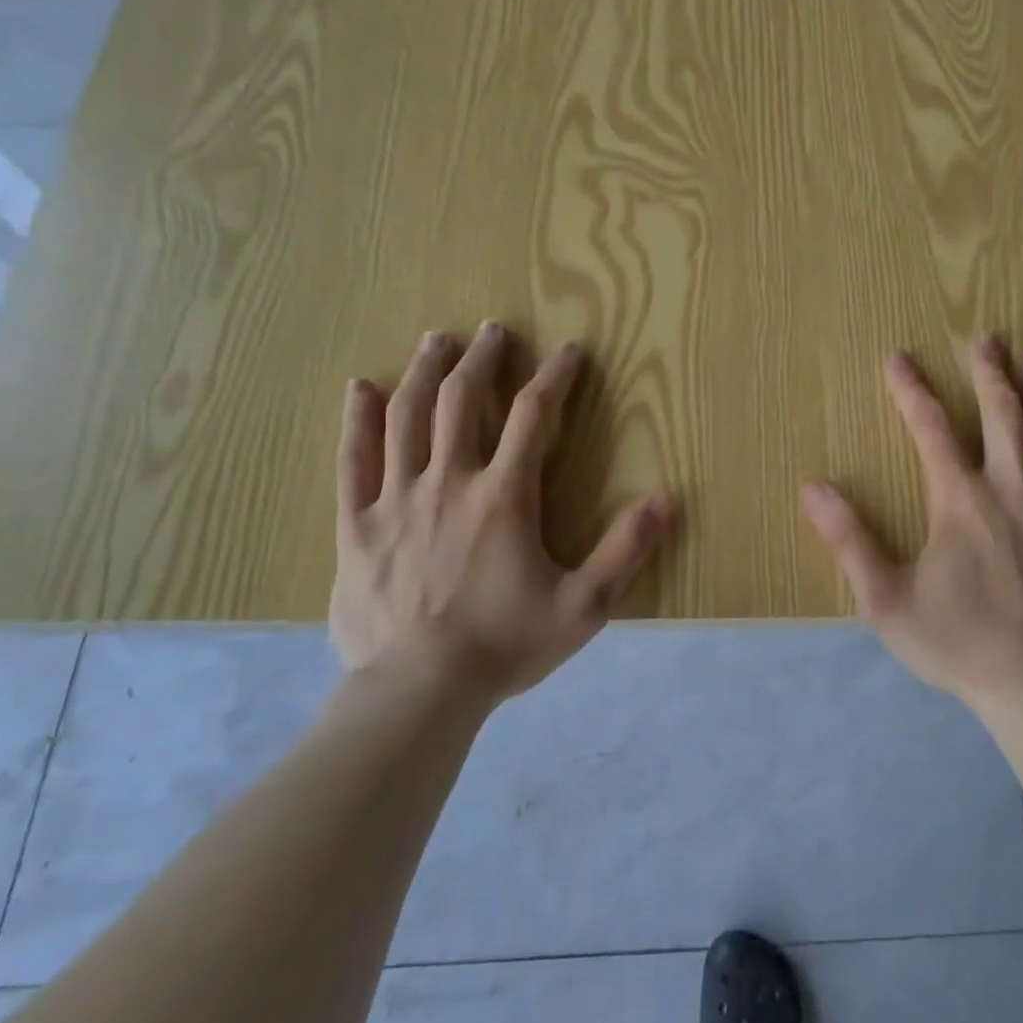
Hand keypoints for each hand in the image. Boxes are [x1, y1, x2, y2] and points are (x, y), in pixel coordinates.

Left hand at [331, 323, 673, 702]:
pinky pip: (353, 460)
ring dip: (426, 372)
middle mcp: (447, 482)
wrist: (417, 692)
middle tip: (493, 331)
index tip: (570, 350)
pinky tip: (361, 388)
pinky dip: (357, 420)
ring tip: (438, 340)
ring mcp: (395, 500)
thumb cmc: (505, 646)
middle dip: (483, 360)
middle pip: (463, 401)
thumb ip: (626, 550)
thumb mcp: (584, 606)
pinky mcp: (356, 525)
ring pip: (407, 417)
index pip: (535, 417)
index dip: (555, 377)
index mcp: (503, 497)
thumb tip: (668, 498)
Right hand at [799, 336, 1022, 706]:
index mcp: (959, 502)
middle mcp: (1011, 490)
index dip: (911, 390)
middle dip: (989, 370)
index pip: (930, 429)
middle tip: (986, 336)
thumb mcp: (885, 599)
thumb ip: (849, 540)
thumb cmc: (954, 642)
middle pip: (1002, 415)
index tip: (898, 357)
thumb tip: (812, 488)